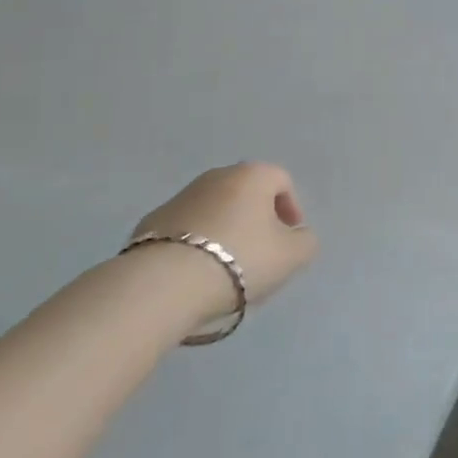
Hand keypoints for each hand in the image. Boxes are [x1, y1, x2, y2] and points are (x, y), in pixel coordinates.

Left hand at [129, 162, 318, 318]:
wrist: (164, 283)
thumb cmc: (239, 260)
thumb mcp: (292, 257)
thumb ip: (305, 242)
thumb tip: (298, 236)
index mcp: (253, 175)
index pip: (282, 180)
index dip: (291, 209)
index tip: (289, 240)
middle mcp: (217, 175)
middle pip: (247, 193)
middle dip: (257, 219)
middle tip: (260, 255)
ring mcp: (181, 196)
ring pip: (215, 209)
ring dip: (225, 230)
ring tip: (226, 269)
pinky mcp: (152, 221)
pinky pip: (186, 229)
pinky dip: (195, 244)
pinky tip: (195, 273)